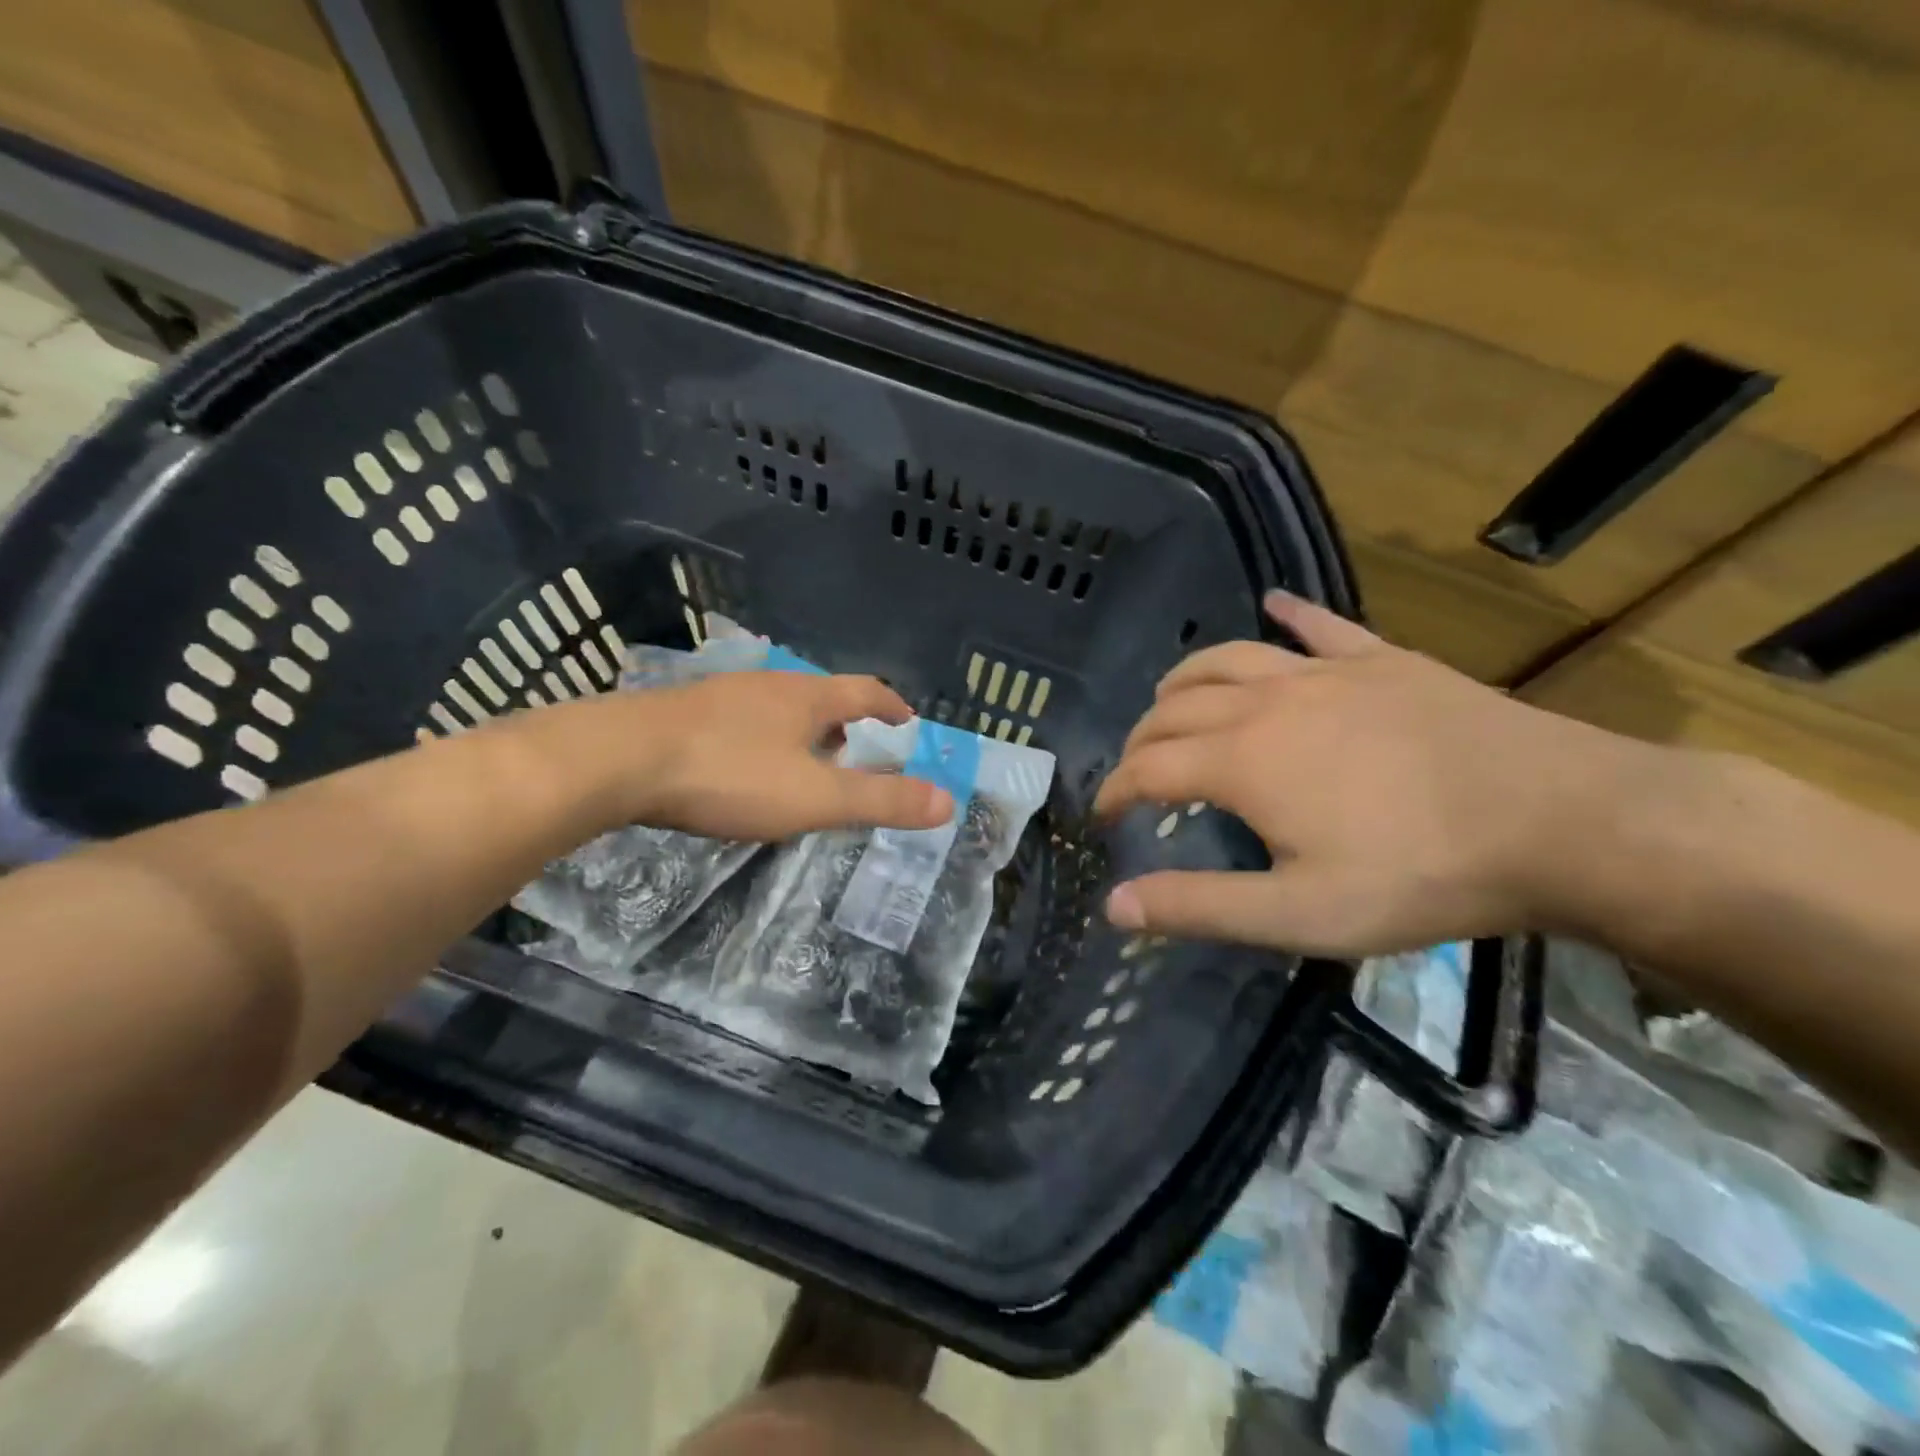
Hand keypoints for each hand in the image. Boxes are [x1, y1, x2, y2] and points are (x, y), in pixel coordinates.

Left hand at [541, 671, 953, 841]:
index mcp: (807, 698)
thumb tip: (947, 801)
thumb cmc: (728, 775)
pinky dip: (761, 738)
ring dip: (801, 731)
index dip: (891, 706)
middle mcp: (768, 685)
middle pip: (820, 696)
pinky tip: (741, 766)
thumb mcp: (814, 797)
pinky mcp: (684, 712)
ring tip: (801, 762)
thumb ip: (881, 801)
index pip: (865, 691)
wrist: (617, 759)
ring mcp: (722, 694)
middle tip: (853, 752)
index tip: (906, 720)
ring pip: (777, 707)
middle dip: (844, 722)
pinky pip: (741, 719)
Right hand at [1093, 592, 1655, 955]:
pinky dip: (1288, 615)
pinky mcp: (1380, 660)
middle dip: (1141, 738)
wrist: (1559, 820)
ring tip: (1170, 698)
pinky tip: (1273, 604)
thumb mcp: (1300, 913)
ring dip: (1185, 677)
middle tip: (1135, 768)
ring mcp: (1325, 673)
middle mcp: (1266, 702)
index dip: (1115, 790)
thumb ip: (1200, 907)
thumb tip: (1114, 905)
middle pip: (1176, 708)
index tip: (1102, 814)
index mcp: (1240, 760)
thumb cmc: (1420, 874)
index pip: (1149, 767)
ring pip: (1228, 658)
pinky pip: (1320, 626)